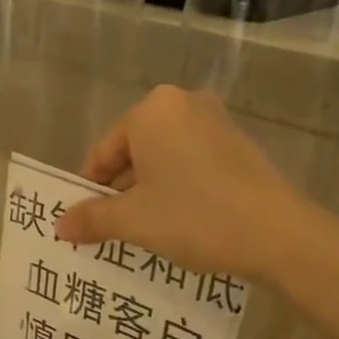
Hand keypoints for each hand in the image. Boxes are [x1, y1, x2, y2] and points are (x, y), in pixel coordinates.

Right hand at [55, 86, 310, 281]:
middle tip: (114, 230)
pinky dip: (179, 188)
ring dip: (149, 192)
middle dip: (120, 191)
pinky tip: (183, 222)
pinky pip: (192, 163)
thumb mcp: (133, 221)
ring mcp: (217, 122)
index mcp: (152, 110)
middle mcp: (184, 103)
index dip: (90, 191)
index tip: (86, 224)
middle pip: (133, 152)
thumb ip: (91, 219)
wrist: (279, 235)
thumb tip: (59, 226)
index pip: (103, 153)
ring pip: (164, 159)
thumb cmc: (194, 216)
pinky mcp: (240, 144)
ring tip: (147, 231)